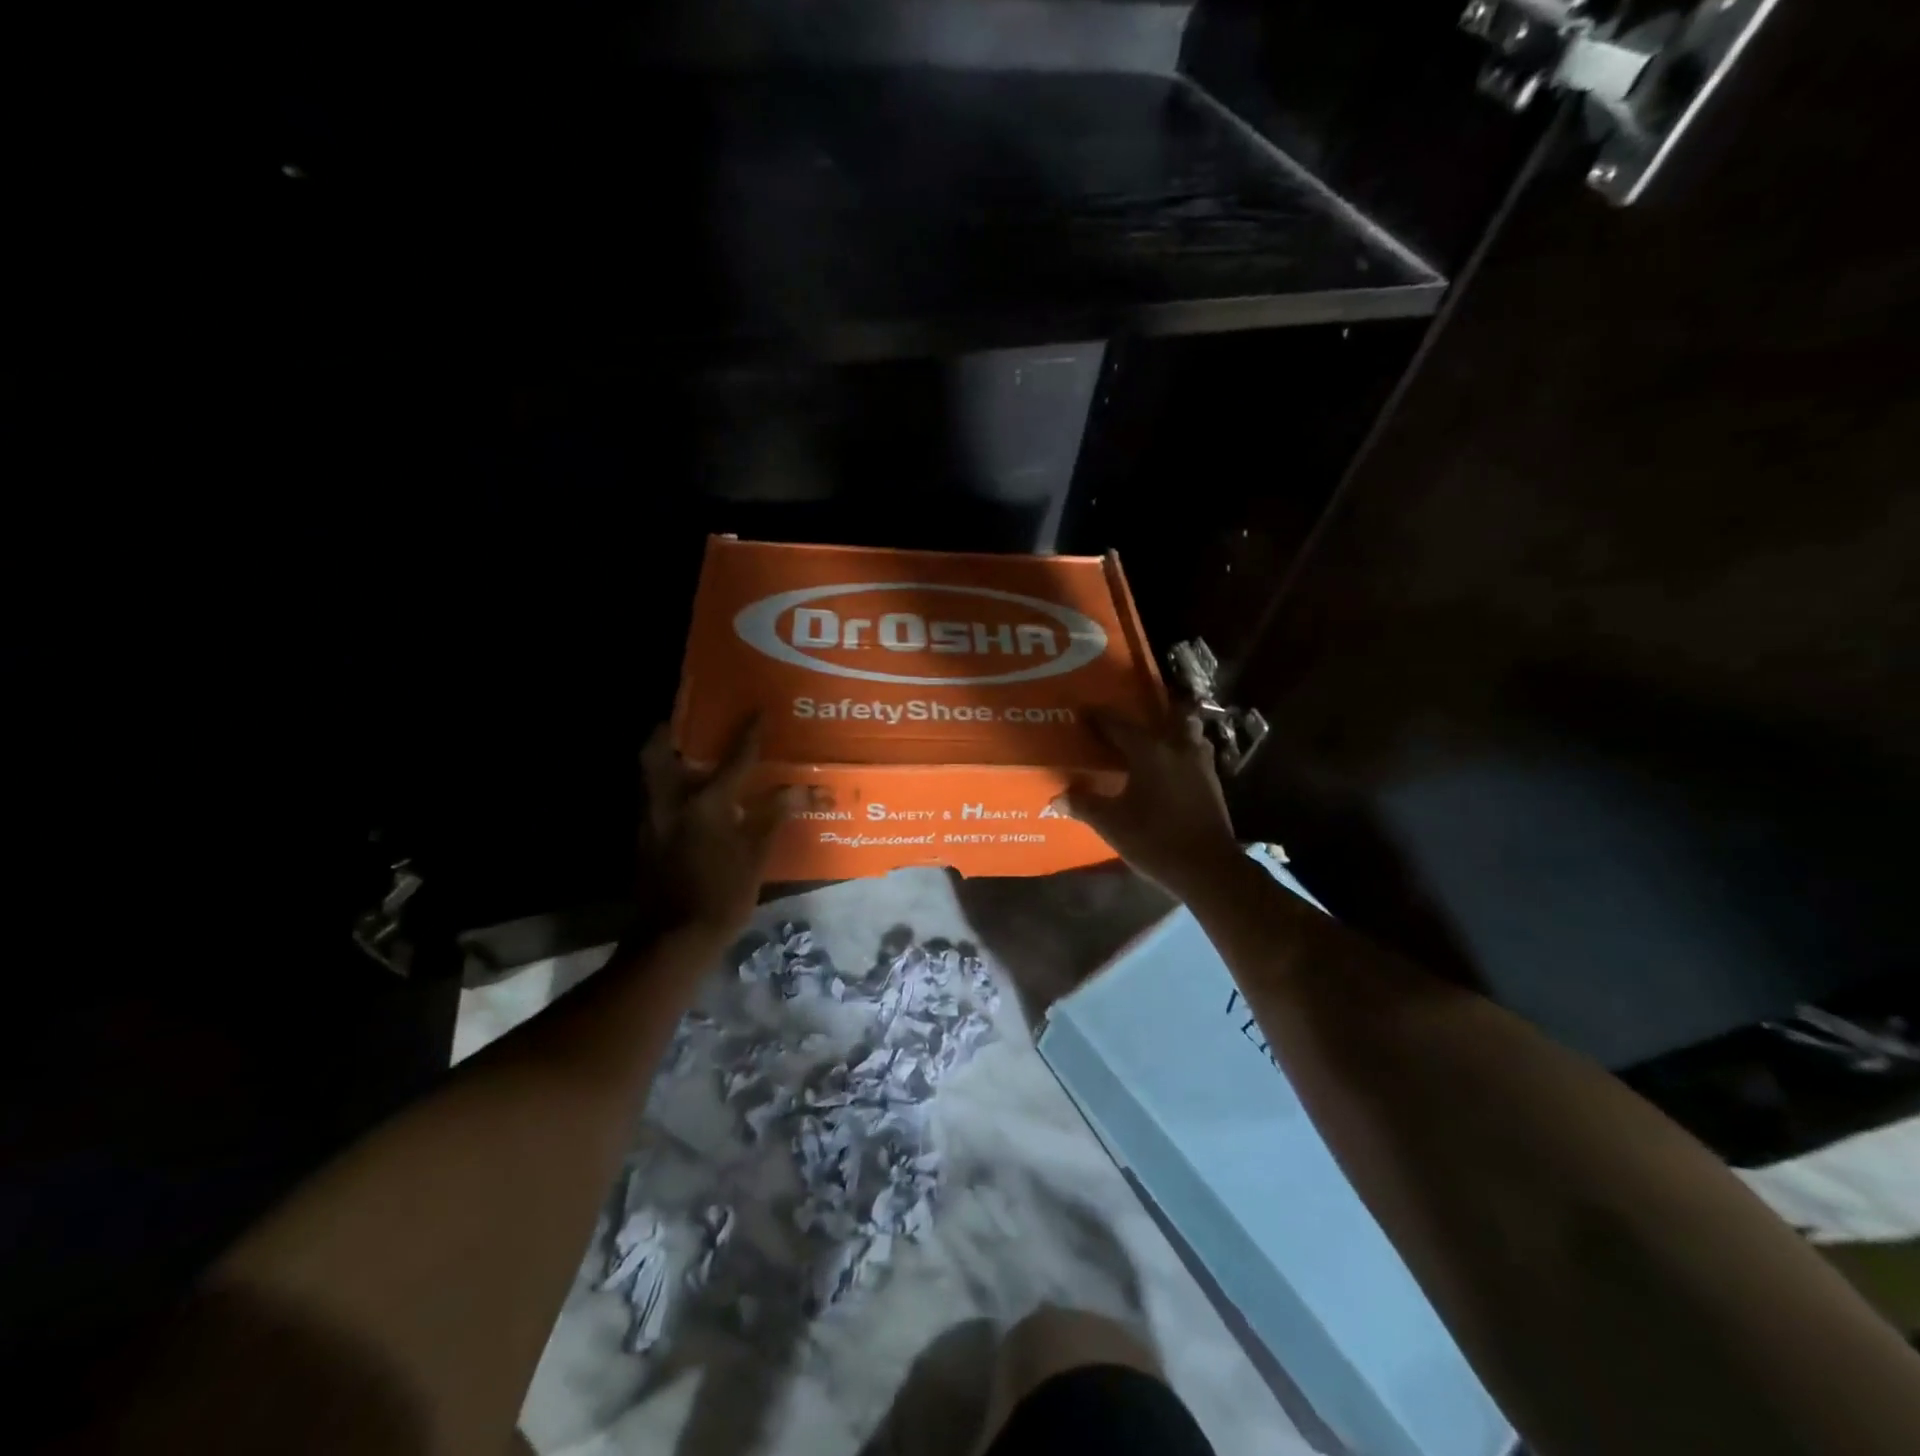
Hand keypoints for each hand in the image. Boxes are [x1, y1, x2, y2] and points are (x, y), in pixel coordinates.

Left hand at [640, 717, 791, 941]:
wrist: (674, 938)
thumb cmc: (722, 894)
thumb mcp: (757, 855)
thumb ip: (775, 816)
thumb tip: (804, 788)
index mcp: (705, 803)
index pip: (734, 759)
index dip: (749, 733)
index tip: (758, 710)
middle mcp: (670, 802)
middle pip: (656, 751)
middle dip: (667, 732)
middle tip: (687, 723)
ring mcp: (650, 819)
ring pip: (649, 774)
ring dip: (664, 758)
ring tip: (687, 754)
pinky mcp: (643, 838)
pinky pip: (650, 797)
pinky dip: (665, 787)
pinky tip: (686, 798)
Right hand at [1064, 706, 1240, 900]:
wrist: (1207, 868)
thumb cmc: (1155, 840)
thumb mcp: (1112, 825)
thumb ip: (1084, 806)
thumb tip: (1057, 798)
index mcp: (1149, 751)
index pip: (1118, 725)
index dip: (1099, 717)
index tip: (1084, 710)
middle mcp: (1177, 748)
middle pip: (1167, 716)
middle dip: (1149, 713)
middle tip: (1130, 719)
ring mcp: (1200, 763)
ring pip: (1189, 730)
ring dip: (1174, 728)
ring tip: (1156, 738)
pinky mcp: (1213, 781)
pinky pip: (1197, 751)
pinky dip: (1185, 749)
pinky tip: (1173, 765)